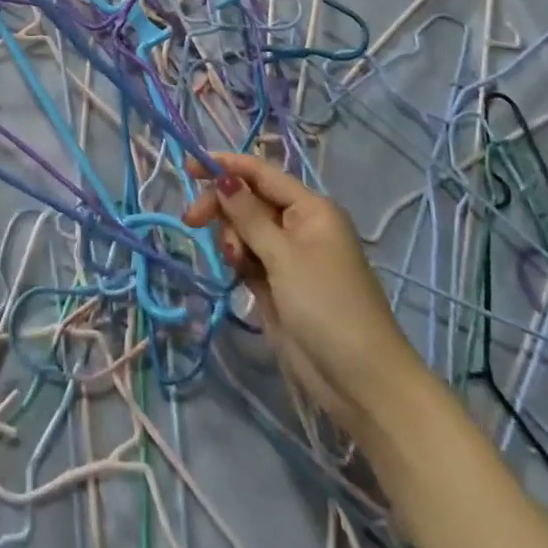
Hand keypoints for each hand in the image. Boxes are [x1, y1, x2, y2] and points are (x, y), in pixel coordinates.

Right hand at [183, 150, 421, 429]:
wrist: (360, 382)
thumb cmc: (327, 306)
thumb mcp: (284, 256)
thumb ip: (248, 215)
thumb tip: (223, 177)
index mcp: (310, 209)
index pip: (260, 173)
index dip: (224, 166)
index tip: (187, 168)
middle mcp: (299, 225)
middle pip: (248, 200)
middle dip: (222, 207)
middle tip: (191, 221)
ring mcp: (289, 256)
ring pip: (244, 229)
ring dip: (231, 238)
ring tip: (236, 264)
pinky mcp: (279, 284)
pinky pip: (248, 256)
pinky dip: (238, 260)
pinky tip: (237, 274)